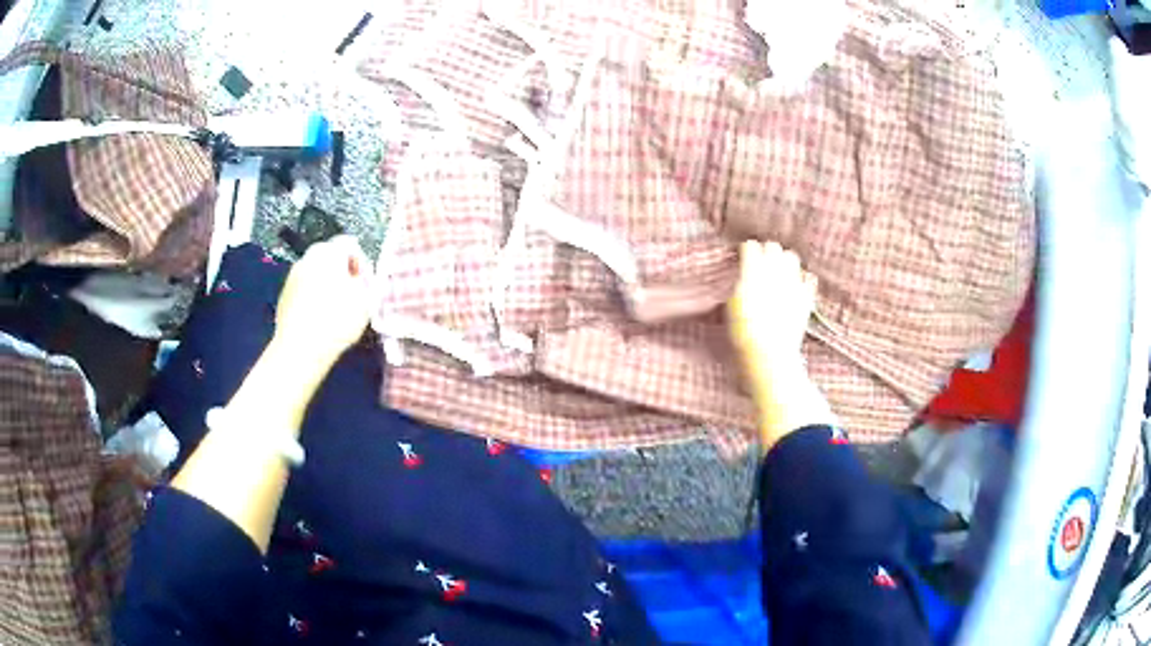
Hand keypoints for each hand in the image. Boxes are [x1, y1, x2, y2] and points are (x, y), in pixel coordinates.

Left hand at [272, 235, 373, 371]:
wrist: (300, 349)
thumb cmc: (337, 322)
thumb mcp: (366, 301)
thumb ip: (367, 281)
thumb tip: (362, 276)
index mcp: (330, 252)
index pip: (350, 244)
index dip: (362, 263)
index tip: (366, 283)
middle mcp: (309, 257)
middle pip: (330, 256)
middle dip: (342, 271)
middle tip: (353, 293)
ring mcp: (293, 274)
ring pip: (316, 271)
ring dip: (327, 283)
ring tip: (336, 307)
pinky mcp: (284, 294)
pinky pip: (304, 287)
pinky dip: (312, 295)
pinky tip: (319, 316)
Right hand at [727, 241, 833, 449]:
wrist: (769, 354)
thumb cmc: (743, 333)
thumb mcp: (730, 306)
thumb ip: (738, 284)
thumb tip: (741, 277)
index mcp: (753, 271)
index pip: (750, 246)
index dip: (745, 251)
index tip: (741, 257)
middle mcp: (775, 271)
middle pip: (772, 247)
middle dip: (765, 252)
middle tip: (759, 263)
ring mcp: (794, 283)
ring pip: (791, 257)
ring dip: (784, 261)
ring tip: (778, 271)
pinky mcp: (806, 297)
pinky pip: (808, 277)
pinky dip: (802, 278)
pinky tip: (796, 285)